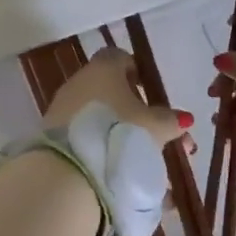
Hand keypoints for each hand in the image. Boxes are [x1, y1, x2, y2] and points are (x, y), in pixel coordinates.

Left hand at [41, 47, 189, 235]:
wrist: (68, 172)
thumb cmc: (118, 135)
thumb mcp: (154, 128)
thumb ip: (170, 120)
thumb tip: (182, 118)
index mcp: (103, 70)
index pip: (120, 58)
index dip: (137, 72)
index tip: (150, 93)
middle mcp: (79, 83)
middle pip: (110, 92)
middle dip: (135, 113)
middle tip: (157, 136)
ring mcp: (63, 110)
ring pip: (99, 119)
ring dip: (121, 135)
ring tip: (146, 166)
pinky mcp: (53, 137)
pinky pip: (86, 140)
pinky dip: (104, 152)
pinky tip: (124, 176)